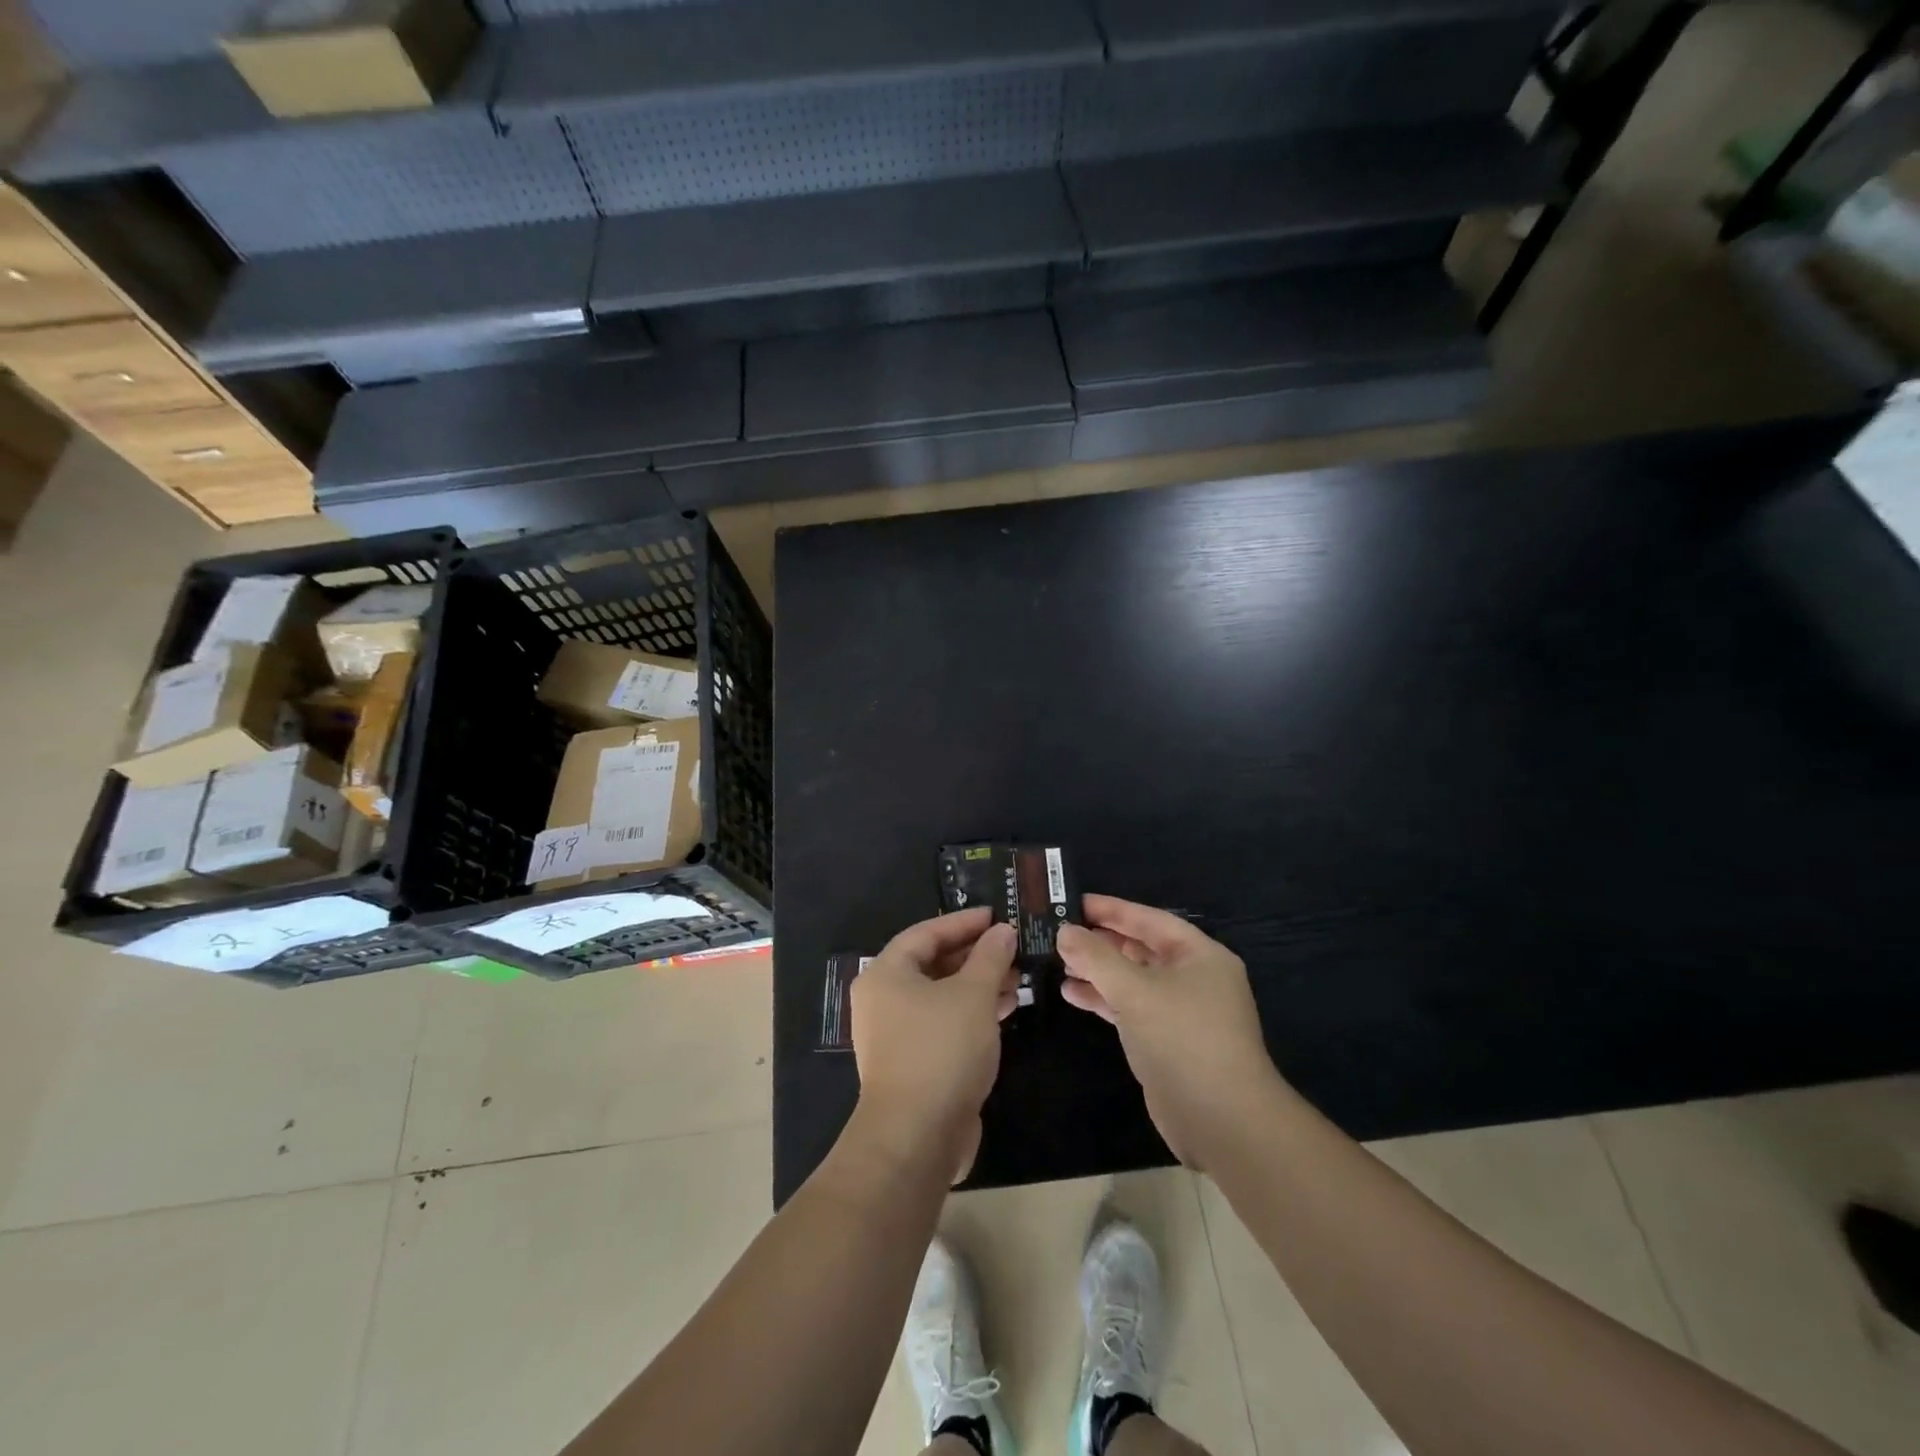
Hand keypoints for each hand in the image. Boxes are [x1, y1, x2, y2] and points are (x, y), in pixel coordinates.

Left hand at [851, 907, 1018, 1181]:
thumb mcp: (973, 994)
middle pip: (932, 963)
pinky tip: (1004, 1010)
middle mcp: (884, 999)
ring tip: (1017, 978)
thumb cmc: (941, 1049)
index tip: (996, 915)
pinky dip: (971, 1013)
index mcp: (886, 974)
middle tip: (1011, 947)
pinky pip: (943, 1023)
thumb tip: (1003, 931)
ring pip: (941, 996)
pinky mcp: (913, 1062)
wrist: (917, 1136)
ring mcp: (896, 1034)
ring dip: (978, 985)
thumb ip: (990, 957)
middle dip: (974, 955)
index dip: (962, 922)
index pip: (925, 933)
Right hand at [1057, 895, 1280, 1167]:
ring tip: (1059, 963)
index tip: (1073, 901)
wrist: (1221, 1120)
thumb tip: (1065, 931)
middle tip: (1059, 932)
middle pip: (1140, 948)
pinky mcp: (1167, 1041)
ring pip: (1133, 980)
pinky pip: (1131, 1008)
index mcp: (1199, 955)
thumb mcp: (1135, 990)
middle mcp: (1193, 978)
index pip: (1149, 919)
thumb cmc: (1182, 1039)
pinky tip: (1072, 995)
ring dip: (1098, 971)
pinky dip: (1104, 999)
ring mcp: (1181, 1012)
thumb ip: (1096, 957)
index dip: (1111, 909)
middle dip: (1101, 942)